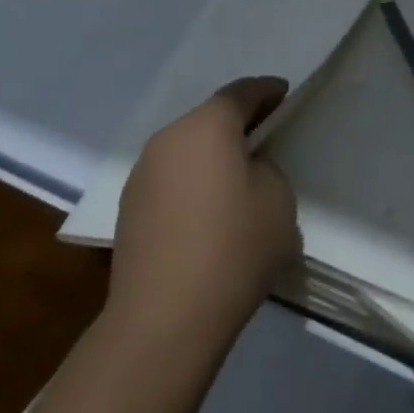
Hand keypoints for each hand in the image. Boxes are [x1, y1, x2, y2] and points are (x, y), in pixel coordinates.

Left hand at [108, 77, 301, 354]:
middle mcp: (169, 138)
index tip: (284, 95)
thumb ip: (267, 169)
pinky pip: (170, 178)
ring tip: (236, 177)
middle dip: (238, 122)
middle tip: (265, 135)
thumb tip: (245, 172)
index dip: (267, 91)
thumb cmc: (233, 248)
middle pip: (210, 117)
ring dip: (211, 154)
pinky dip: (191, 181)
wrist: (164, 321)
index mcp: (207, 125)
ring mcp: (142, 174)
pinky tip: (207, 210)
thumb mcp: (278, 199)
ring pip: (186, 148)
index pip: (242, 92)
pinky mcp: (129, 209)